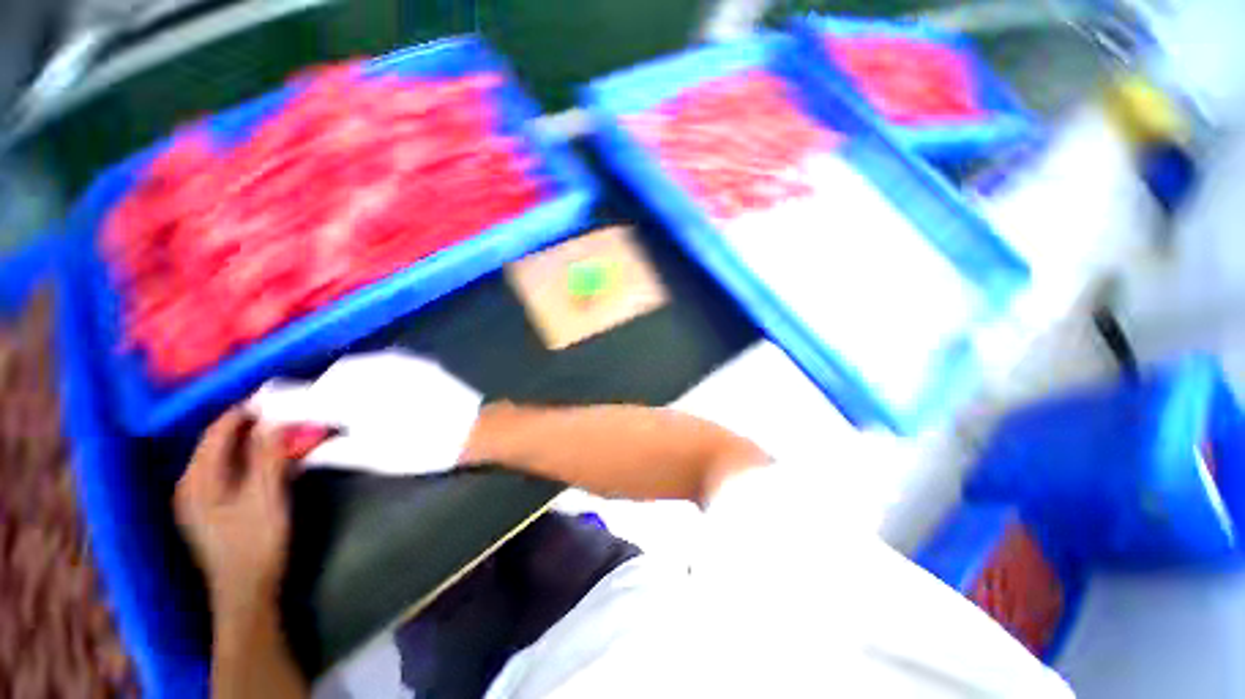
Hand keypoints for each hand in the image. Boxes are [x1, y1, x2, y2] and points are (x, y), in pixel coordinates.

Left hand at [174, 409, 292, 617]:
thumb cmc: (256, 543)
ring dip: (251, 444)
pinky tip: (268, 463)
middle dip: (250, 427)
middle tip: (284, 419)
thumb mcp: (267, 496)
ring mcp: (196, 499)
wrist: (247, 592)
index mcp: (197, 480)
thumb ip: (268, 456)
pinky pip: (225, 471)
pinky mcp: (208, 510)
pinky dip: (247, 460)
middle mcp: (189, 484)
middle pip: (217, 443)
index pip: (217, 432)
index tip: (276, 400)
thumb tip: (275, 421)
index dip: (245, 413)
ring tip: (281, 437)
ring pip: (222, 457)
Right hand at [250, 350, 481, 476]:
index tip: (256, 406)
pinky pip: (377, 363)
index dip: (274, 403)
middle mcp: (370, 373)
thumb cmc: (423, 447)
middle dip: (313, 395)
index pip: (300, 398)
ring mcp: (396, 363)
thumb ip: (329, 450)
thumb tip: (299, 448)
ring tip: (345, 404)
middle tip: (314, 415)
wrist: (473, 427)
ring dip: (339, 383)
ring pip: (350, 368)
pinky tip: (371, 390)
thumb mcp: (371, 457)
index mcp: (352, 400)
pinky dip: (364, 375)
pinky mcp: (415, 362)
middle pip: (325, 380)